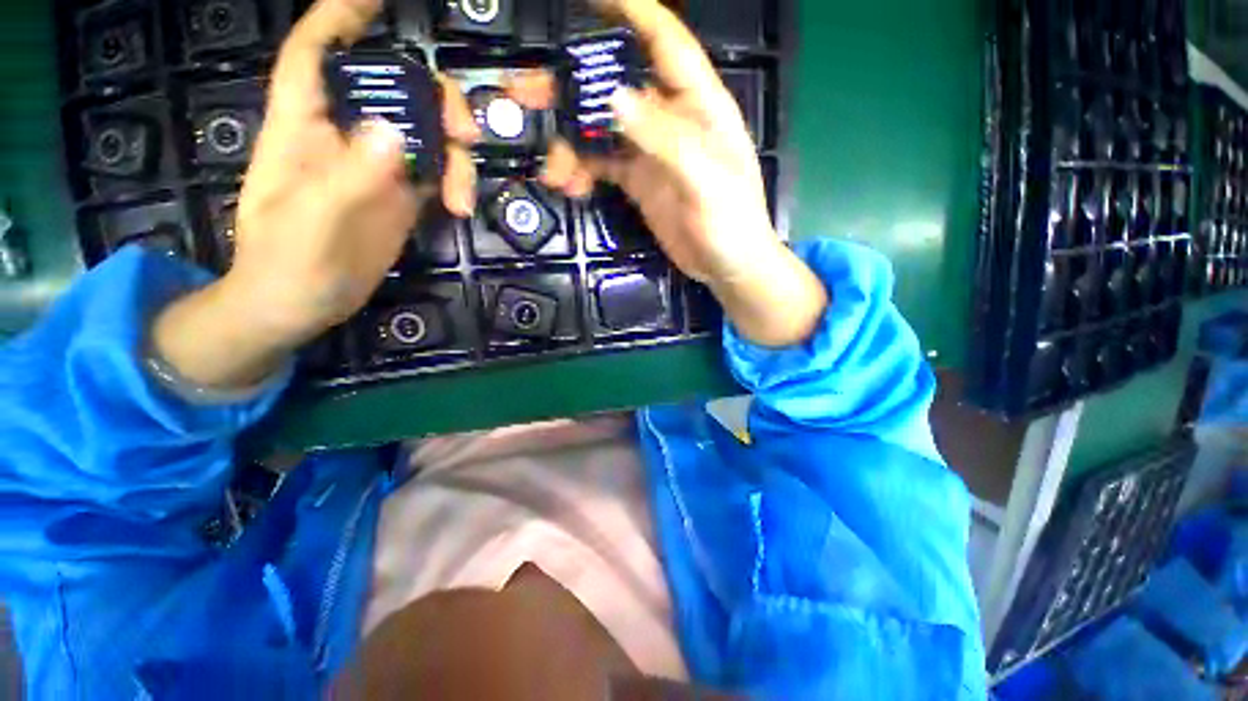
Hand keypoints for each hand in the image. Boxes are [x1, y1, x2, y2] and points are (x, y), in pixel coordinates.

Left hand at [153, 0, 478, 389]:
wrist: (301, 304)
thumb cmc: (285, 262)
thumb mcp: (311, 222)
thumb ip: (350, 178)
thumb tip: (396, 134)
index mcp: (303, 126)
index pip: (315, 51)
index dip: (341, 16)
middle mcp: (345, 135)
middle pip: (394, 90)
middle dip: (434, 99)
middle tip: (464, 133)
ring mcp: (378, 167)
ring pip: (426, 133)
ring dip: (455, 154)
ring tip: (462, 194)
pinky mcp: (401, 196)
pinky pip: (437, 171)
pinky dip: (456, 182)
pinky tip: (462, 206)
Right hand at [509, 0, 826, 345]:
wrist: (727, 267)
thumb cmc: (731, 222)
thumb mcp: (704, 180)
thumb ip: (664, 140)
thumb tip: (613, 97)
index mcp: (697, 105)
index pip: (664, 41)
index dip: (629, 11)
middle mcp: (670, 120)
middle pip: (615, 86)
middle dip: (572, 86)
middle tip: (525, 93)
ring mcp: (650, 152)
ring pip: (601, 129)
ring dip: (570, 143)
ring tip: (552, 170)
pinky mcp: (638, 181)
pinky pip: (602, 165)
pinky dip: (582, 171)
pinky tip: (570, 186)